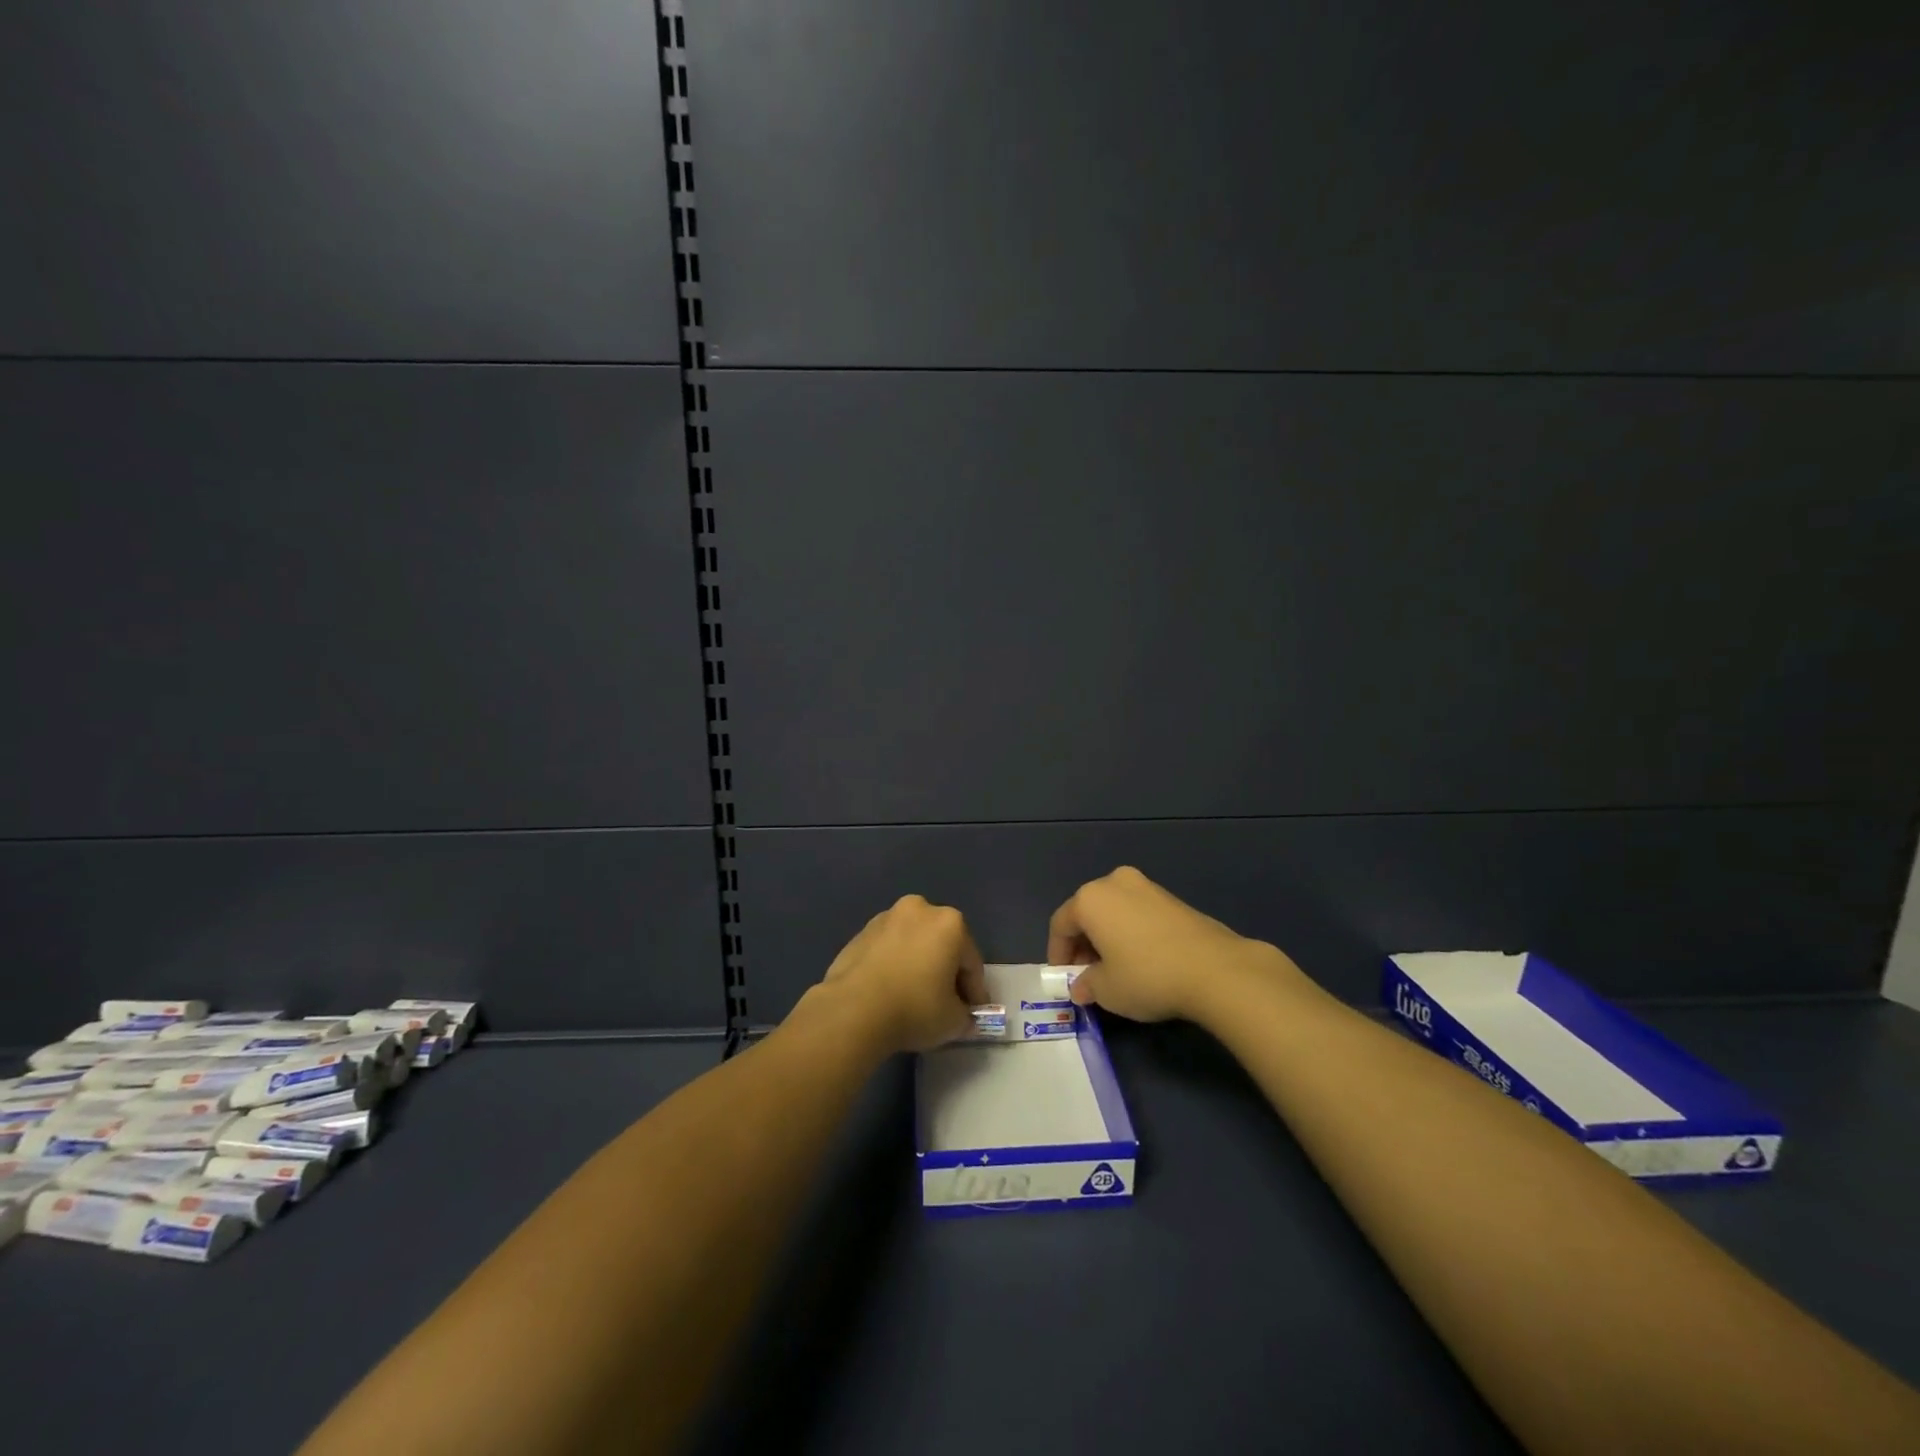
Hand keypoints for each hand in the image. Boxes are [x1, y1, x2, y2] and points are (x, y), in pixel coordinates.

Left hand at [808, 895, 988, 1053]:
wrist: (852, 1010)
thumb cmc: (914, 1008)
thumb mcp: (953, 1022)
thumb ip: (966, 1016)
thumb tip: (963, 1017)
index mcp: (951, 923)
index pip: (971, 962)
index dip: (974, 992)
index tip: (971, 1014)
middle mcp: (920, 910)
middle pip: (942, 945)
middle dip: (946, 972)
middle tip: (945, 1004)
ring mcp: (886, 918)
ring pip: (913, 944)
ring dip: (918, 965)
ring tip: (913, 998)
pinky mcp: (860, 932)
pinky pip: (888, 950)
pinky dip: (894, 965)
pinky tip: (889, 992)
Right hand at [1048, 866, 1299, 1024]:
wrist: (1215, 969)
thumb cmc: (1147, 976)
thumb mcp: (1107, 990)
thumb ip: (1086, 985)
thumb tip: (1082, 986)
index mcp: (1090, 898)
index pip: (1061, 924)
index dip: (1057, 953)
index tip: (1063, 978)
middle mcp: (1115, 882)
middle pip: (1087, 912)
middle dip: (1083, 944)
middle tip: (1087, 975)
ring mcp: (1147, 886)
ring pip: (1114, 911)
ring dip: (1107, 937)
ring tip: (1116, 969)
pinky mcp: (1172, 898)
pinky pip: (1138, 913)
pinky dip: (1131, 932)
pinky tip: (1142, 960)